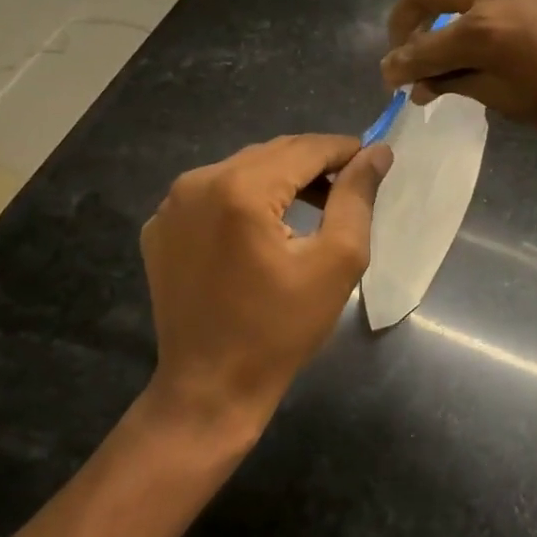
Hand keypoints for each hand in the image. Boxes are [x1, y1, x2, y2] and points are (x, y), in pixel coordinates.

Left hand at [140, 135, 390, 433]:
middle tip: (348, 186)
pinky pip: (213, 193)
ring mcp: (172, 204)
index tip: (372, 159)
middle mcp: (198, 182)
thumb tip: (377, 152)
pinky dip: (244, 198)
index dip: (343, 149)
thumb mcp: (336, 262)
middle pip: (272, 153)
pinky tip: (263, 229)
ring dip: (280, 179)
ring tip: (314, 205)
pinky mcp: (160, 226)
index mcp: (241, 189)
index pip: (305, 148)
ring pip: (242, 169)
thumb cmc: (281, 329)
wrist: (209, 389)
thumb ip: (356, 197)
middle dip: (313, 164)